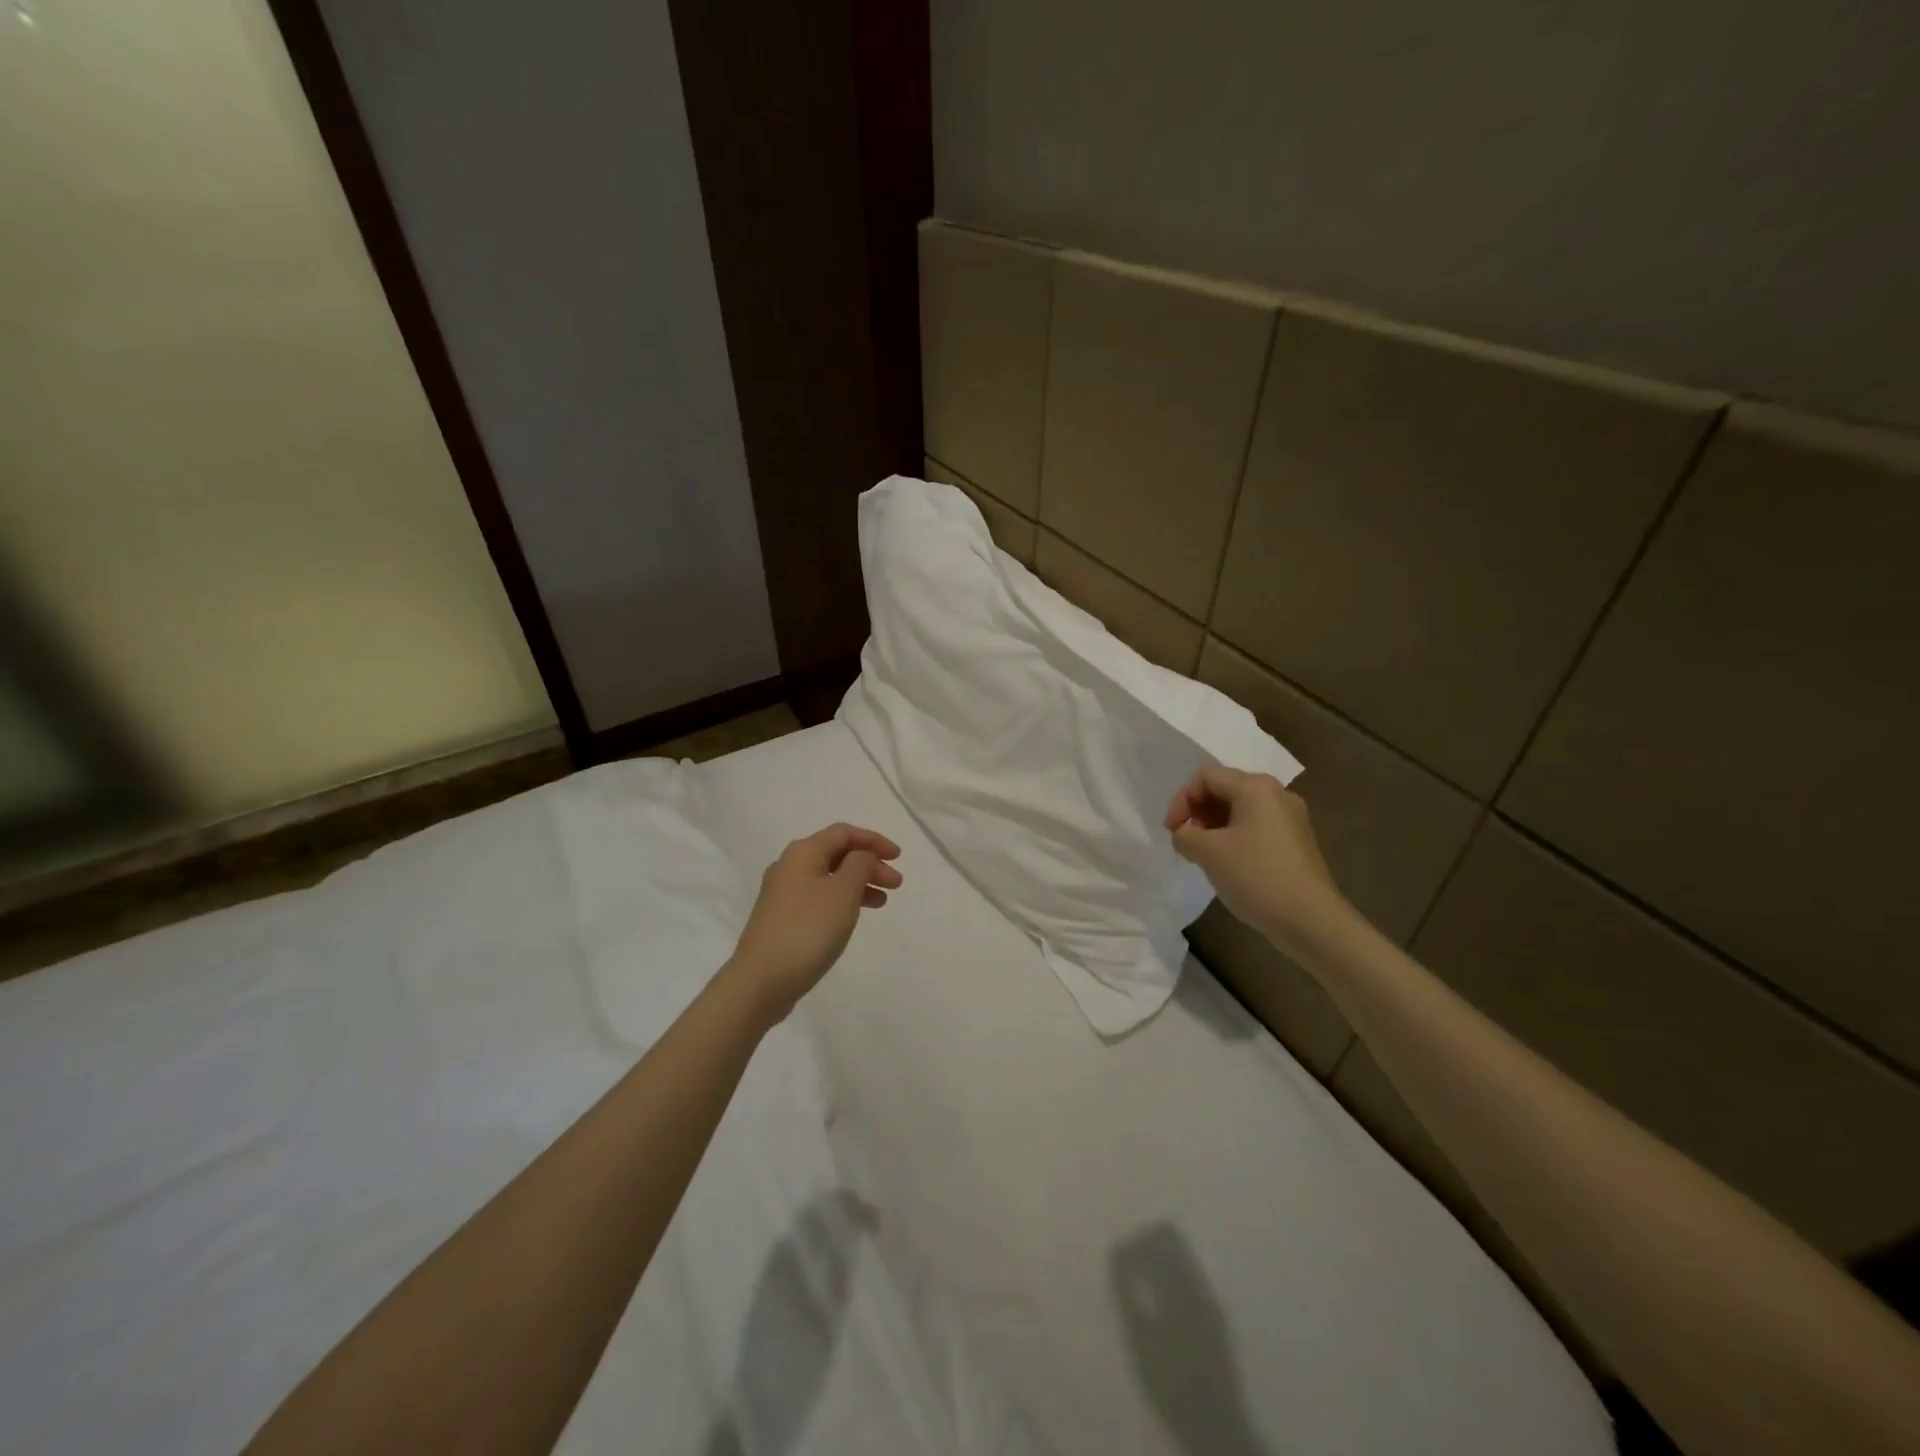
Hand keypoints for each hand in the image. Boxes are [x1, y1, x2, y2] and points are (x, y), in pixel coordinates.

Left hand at [728, 823, 902, 1021]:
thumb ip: (859, 865)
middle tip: (896, 884)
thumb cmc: (808, 930)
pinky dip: (842, 901)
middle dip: (869, 864)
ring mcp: (783, 894)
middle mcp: (789, 866)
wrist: (761, 981)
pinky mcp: (782, 919)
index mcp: (803, 853)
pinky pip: (819, 898)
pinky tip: (853, 917)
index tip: (898, 857)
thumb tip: (861, 856)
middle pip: (836, 855)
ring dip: (858, 884)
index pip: (844, 833)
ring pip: (829, 878)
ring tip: (882, 902)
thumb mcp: (843, 892)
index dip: (874, 840)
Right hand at [1164, 765, 1342, 952]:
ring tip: (1202, 855)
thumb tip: (1184, 834)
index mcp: (1256, 787)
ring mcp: (1291, 819)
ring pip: (1240, 810)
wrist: (1311, 920)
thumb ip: (1185, 834)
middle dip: (1198, 812)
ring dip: (1214, 826)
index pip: (1206, 777)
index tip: (1172, 831)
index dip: (1181, 800)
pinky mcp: (1297, 842)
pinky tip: (1228, 864)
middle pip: (1225, 789)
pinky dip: (1234, 838)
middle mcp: (1277, 794)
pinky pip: (1256, 828)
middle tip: (1185, 841)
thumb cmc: (1256, 876)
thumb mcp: (1208, 852)